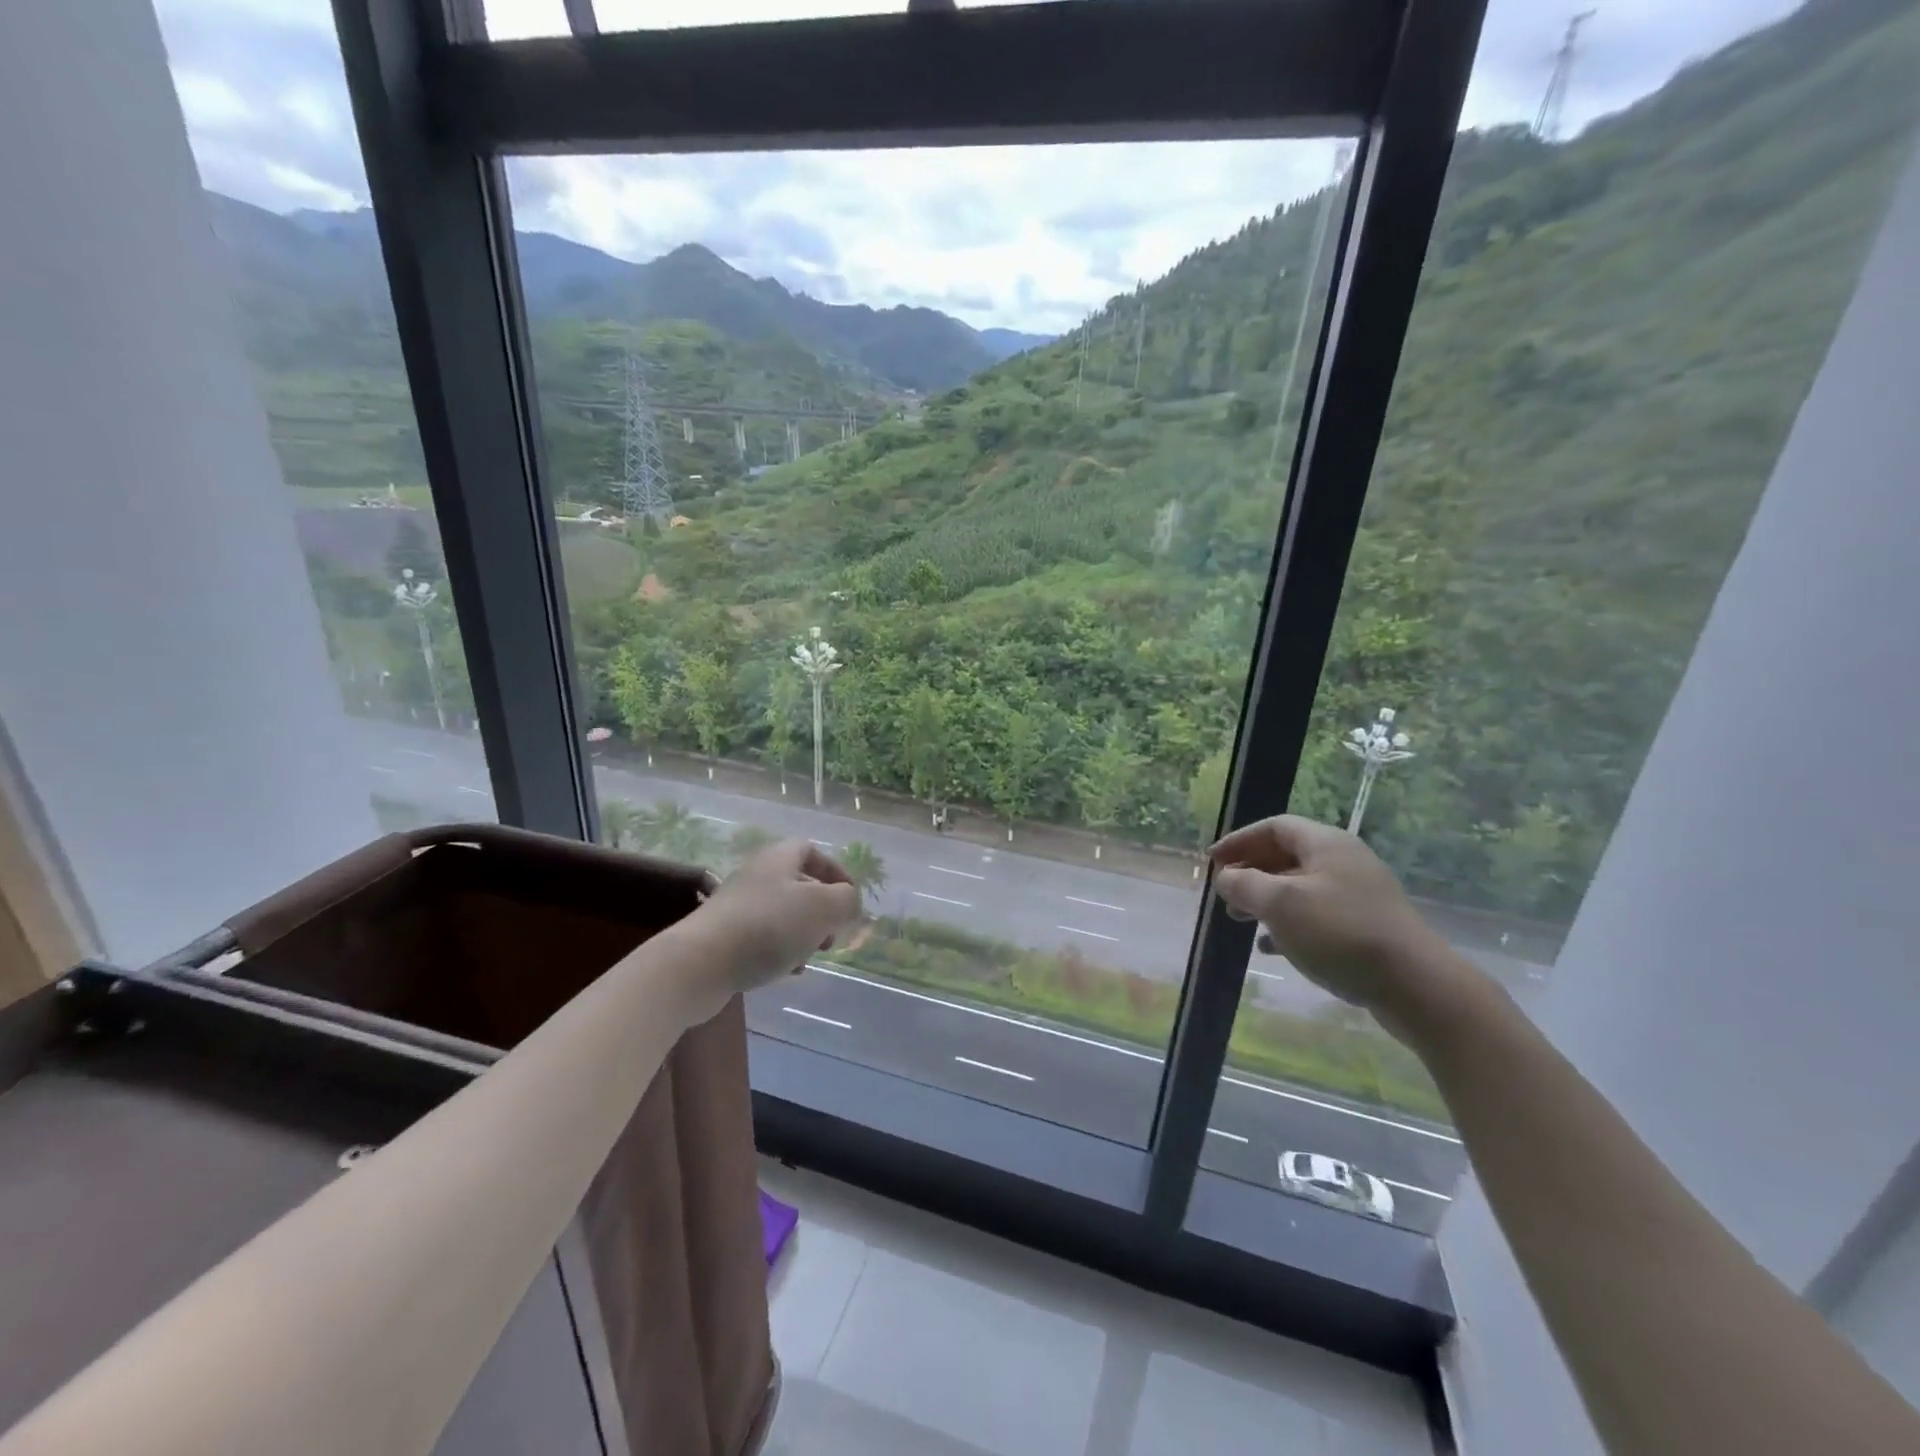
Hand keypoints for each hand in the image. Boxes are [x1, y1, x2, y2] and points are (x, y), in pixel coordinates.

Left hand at [671, 841, 862, 1025]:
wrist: (698, 965)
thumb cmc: (768, 927)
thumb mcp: (822, 908)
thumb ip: (846, 901)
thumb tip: (850, 902)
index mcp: (778, 859)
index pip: (810, 850)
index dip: (834, 871)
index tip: (849, 897)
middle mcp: (755, 876)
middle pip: (797, 885)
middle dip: (821, 909)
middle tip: (832, 933)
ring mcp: (736, 908)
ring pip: (781, 915)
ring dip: (802, 933)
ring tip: (811, 956)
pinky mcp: (723, 938)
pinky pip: (761, 939)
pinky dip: (780, 952)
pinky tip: (787, 972)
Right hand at [1209, 816, 1467, 1039]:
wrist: (1416, 985)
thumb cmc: (1340, 932)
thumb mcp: (1280, 903)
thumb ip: (1245, 885)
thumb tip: (1225, 877)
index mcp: (1326, 844)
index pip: (1274, 827)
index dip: (1239, 840)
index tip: (1212, 862)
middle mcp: (1344, 861)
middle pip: (1287, 855)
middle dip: (1251, 872)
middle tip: (1225, 893)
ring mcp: (1358, 895)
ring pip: (1300, 888)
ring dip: (1267, 900)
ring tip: (1241, 921)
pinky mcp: (1366, 927)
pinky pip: (1317, 916)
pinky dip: (1289, 925)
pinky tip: (1271, 948)